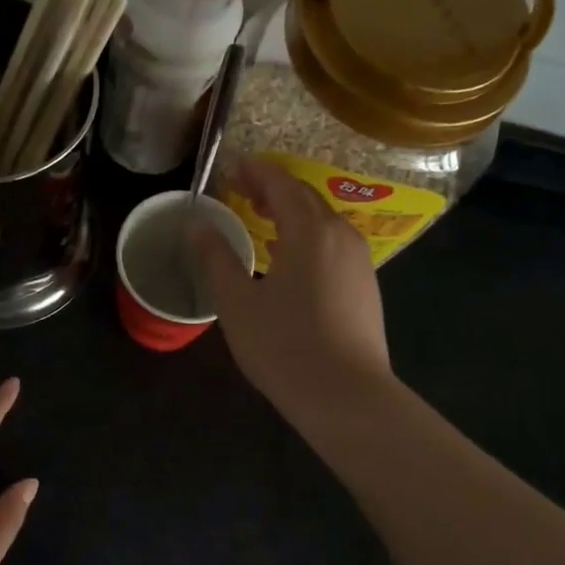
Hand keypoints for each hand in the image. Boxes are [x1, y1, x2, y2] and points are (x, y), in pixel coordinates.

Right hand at [194, 160, 392, 416]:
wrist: (347, 396)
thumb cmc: (285, 346)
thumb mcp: (238, 303)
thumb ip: (217, 258)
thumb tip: (199, 226)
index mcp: (310, 231)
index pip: (282, 184)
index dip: (255, 172)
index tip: (231, 169)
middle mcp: (341, 235)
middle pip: (305, 197)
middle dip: (273, 188)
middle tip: (242, 190)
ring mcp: (359, 261)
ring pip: (323, 221)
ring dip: (292, 212)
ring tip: (262, 219)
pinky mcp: (366, 285)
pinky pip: (333, 243)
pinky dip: (307, 236)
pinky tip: (290, 257)